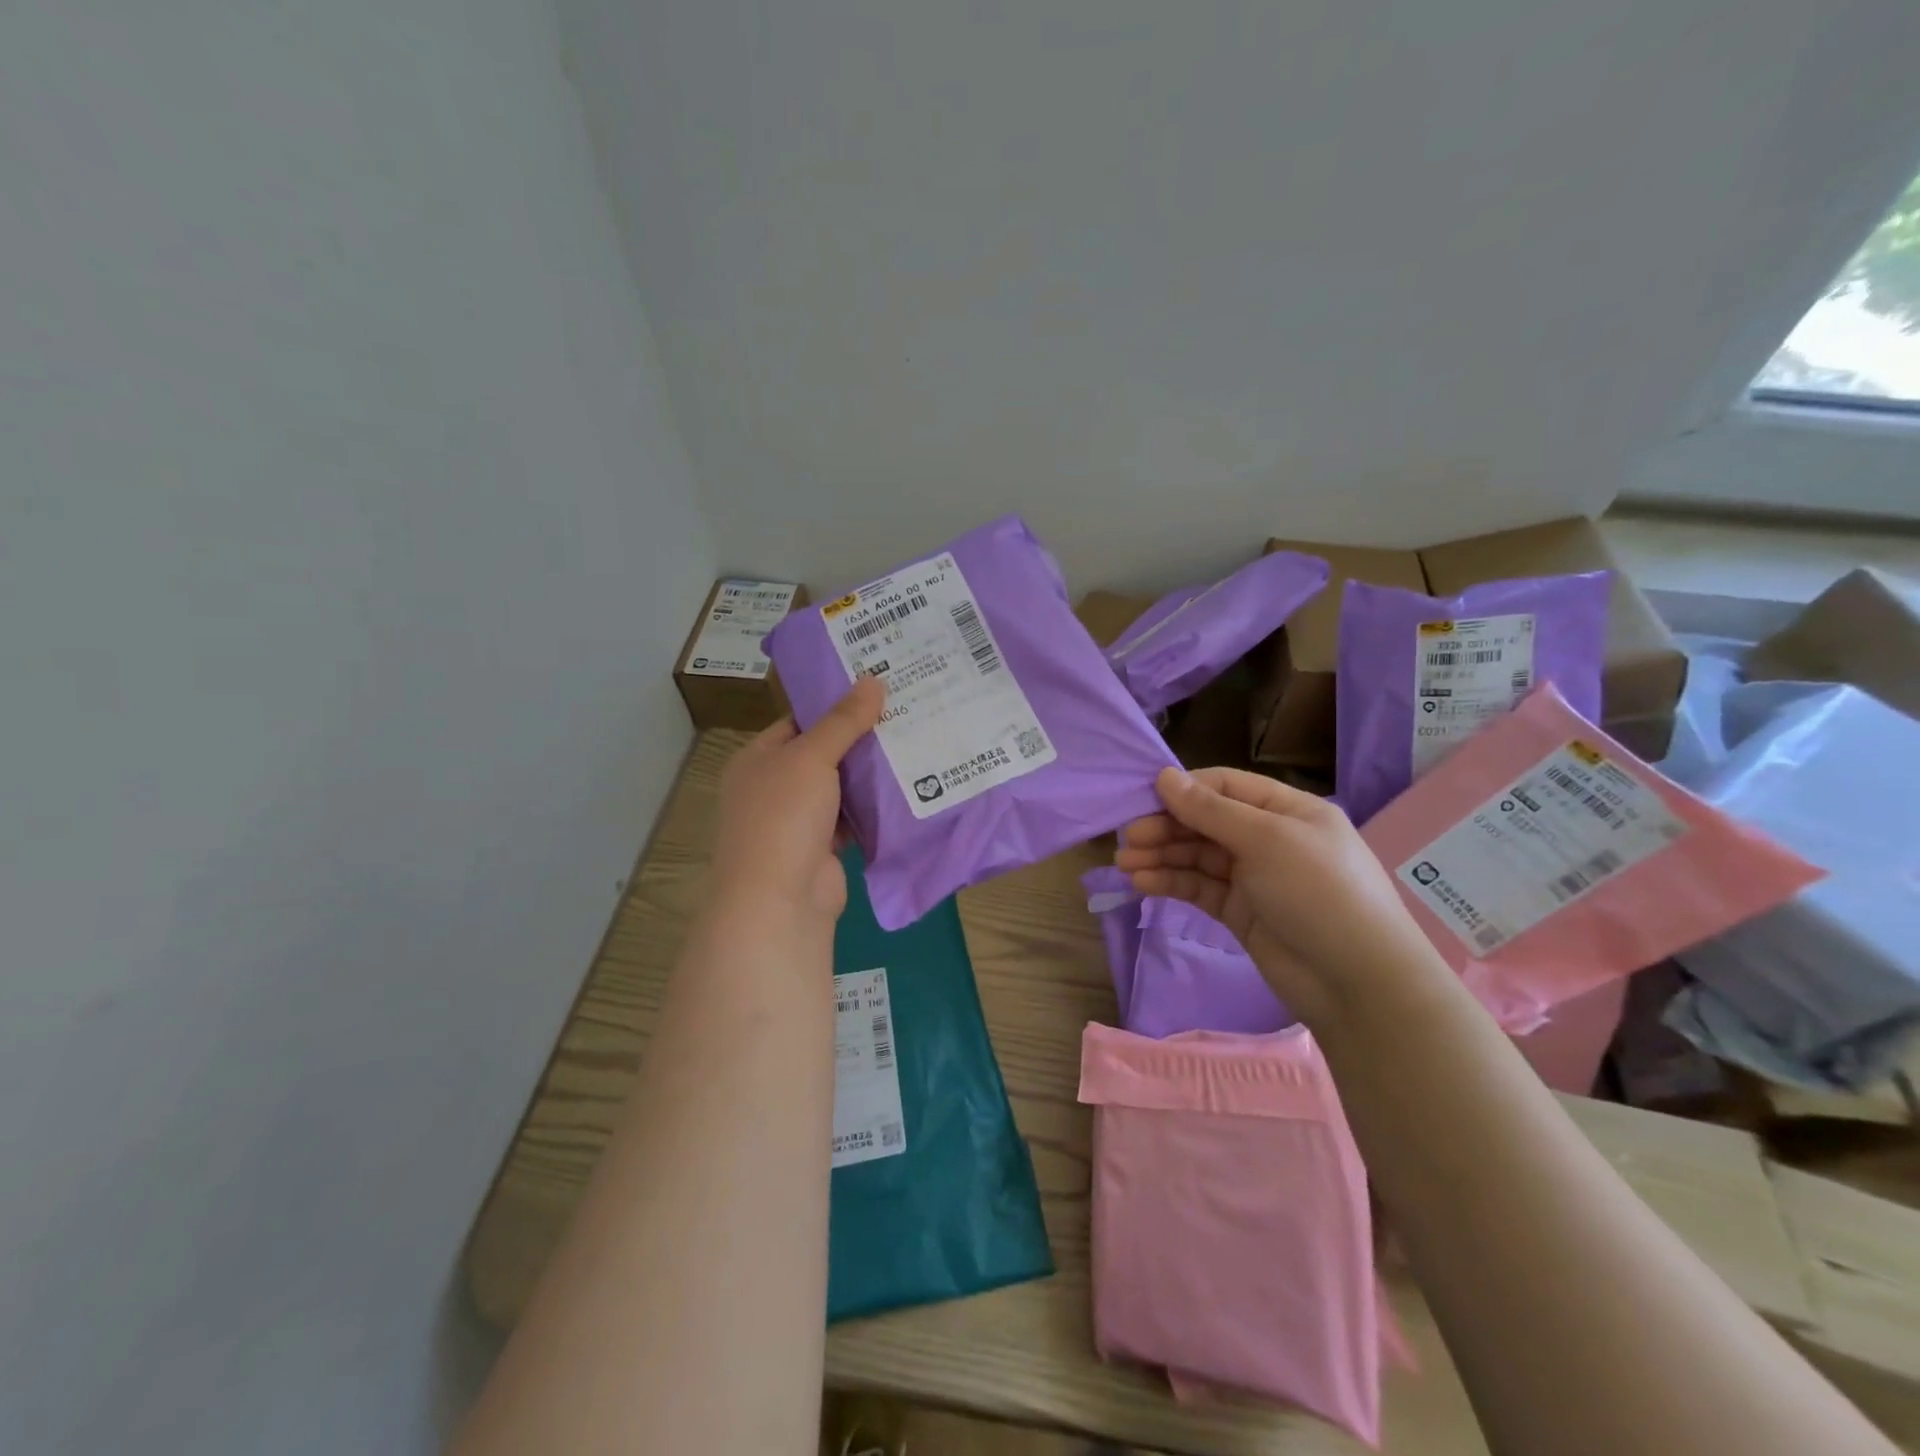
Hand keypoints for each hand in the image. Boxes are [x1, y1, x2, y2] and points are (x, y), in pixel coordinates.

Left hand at [709, 676, 885, 922]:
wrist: (779, 900)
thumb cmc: (784, 816)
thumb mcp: (812, 757)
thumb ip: (843, 721)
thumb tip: (874, 679)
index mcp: (758, 760)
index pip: (798, 721)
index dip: (834, 705)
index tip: (875, 689)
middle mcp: (774, 787)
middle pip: (822, 754)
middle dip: (859, 738)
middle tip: (905, 711)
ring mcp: (798, 821)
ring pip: (840, 787)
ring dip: (869, 774)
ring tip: (914, 742)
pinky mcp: (822, 848)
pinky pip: (851, 818)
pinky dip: (872, 808)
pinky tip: (906, 789)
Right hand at [1116, 767, 1449, 1025]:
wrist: (1357, 983)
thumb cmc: (1318, 893)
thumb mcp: (1266, 840)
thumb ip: (1211, 810)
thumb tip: (1164, 775)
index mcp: (1287, 810)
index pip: (1225, 786)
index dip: (1184, 790)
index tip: (1143, 799)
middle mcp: (1269, 838)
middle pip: (1206, 821)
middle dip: (1166, 827)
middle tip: (1128, 839)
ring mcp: (1254, 877)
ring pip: (1198, 856)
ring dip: (1161, 856)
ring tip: (1124, 864)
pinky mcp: (1240, 912)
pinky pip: (1199, 888)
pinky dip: (1171, 883)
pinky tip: (1142, 883)